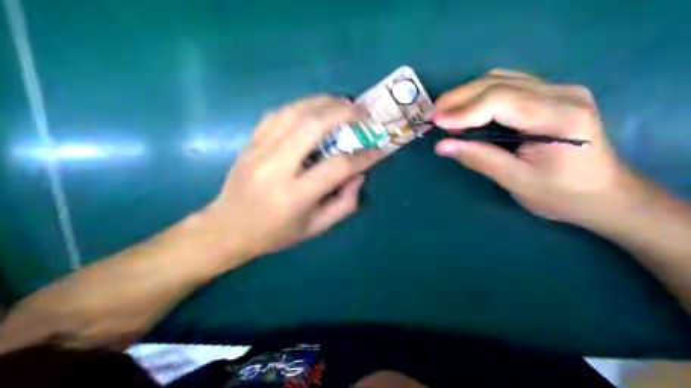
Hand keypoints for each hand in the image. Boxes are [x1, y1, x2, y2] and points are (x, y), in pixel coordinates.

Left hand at [204, 96, 382, 260]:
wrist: (227, 227)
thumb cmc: (275, 233)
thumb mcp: (315, 228)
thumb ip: (344, 203)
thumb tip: (359, 173)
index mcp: (295, 196)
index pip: (337, 166)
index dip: (363, 156)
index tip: (378, 149)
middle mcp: (276, 168)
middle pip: (313, 126)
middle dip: (343, 113)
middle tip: (363, 112)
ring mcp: (259, 150)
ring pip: (294, 112)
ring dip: (323, 102)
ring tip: (343, 103)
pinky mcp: (250, 142)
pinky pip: (278, 113)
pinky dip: (300, 105)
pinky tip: (314, 107)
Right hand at [434, 69, 639, 225]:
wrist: (604, 194)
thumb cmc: (564, 195)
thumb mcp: (518, 182)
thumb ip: (480, 159)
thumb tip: (442, 145)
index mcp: (561, 117)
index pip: (502, 101)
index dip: (464, 110)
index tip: (435, 122)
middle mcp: (563, 93)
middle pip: (499, 83)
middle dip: (460, 98)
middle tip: (433, 115)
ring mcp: (559, 89)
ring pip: (502, 79)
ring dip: (468, 94)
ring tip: (445, 113)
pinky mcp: (552, 94)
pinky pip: (509, 85)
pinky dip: (482, 95)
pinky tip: (467, 109)